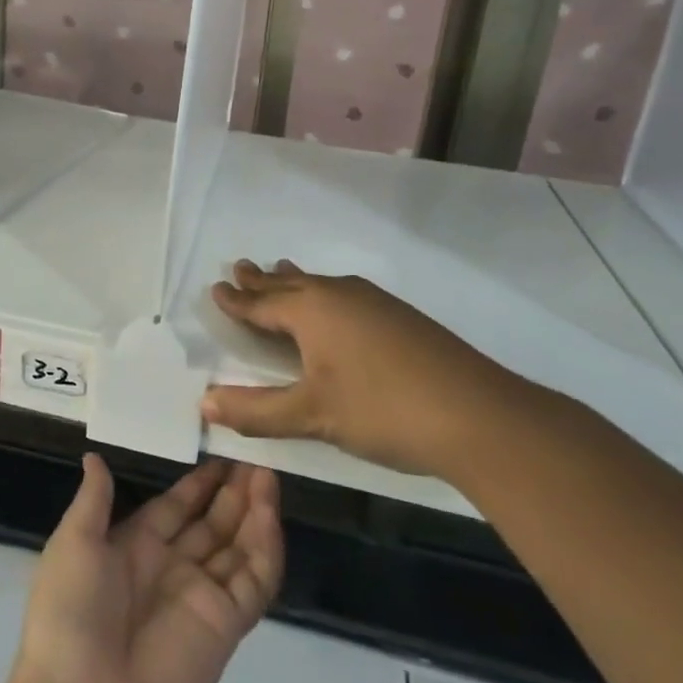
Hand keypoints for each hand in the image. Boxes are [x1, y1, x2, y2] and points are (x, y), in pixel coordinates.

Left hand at [7, 455, 282, 682]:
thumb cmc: (69, 613)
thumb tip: (94, 456)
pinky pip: (253, 581)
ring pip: (238, 546)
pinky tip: (269, 514)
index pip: (175, 506)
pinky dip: (265, 548)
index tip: (221, 449)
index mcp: (135, 547)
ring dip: (254, 511)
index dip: (198, 482)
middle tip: (255, 454)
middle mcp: (172, 567)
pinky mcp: (225, 625)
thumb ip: (94, 500)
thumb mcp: (73, 544)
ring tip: (268, 474)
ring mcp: (201, 596)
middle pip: (212, 522)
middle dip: (233, 491)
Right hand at [202, 258, 534, 481]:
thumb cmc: (383, 410)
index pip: (261, 303)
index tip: (216, 286)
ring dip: (294, 281)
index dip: (236, 300)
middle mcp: (339, 295)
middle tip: (240, 267)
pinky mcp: (400, 317)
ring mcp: (374, 302)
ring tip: (280, 270)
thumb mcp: (312, 416)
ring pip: (321, 285)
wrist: (479, 415)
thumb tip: (203, 403)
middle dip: (262, 280)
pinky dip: (323, 293)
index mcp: (311, 310)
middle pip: (290, 284)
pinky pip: (344, 294)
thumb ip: (257, 410)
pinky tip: (336, 306)